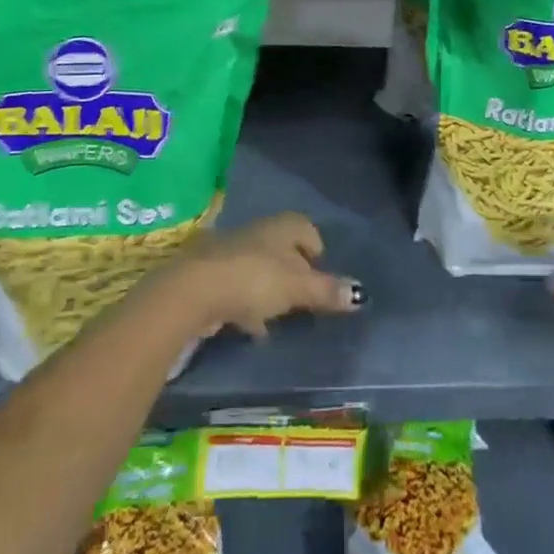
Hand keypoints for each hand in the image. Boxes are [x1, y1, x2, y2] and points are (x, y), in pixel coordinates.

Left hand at [162, 212, 363, 339]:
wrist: (193, 290)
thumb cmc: (253, 279)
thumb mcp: (297, 287)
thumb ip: (326, 291)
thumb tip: (360, 293)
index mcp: (280, 227)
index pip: (304, 227)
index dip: (314, 246)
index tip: (320, 271)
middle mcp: (255, 232)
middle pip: (280, 247)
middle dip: (292, 270)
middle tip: (303, 296)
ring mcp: (230, 252)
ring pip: (258, 267)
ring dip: (268, 288)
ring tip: (278, 317)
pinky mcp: (210, 276)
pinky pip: (237, 286)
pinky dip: (246, 303)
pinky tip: (250, 327)